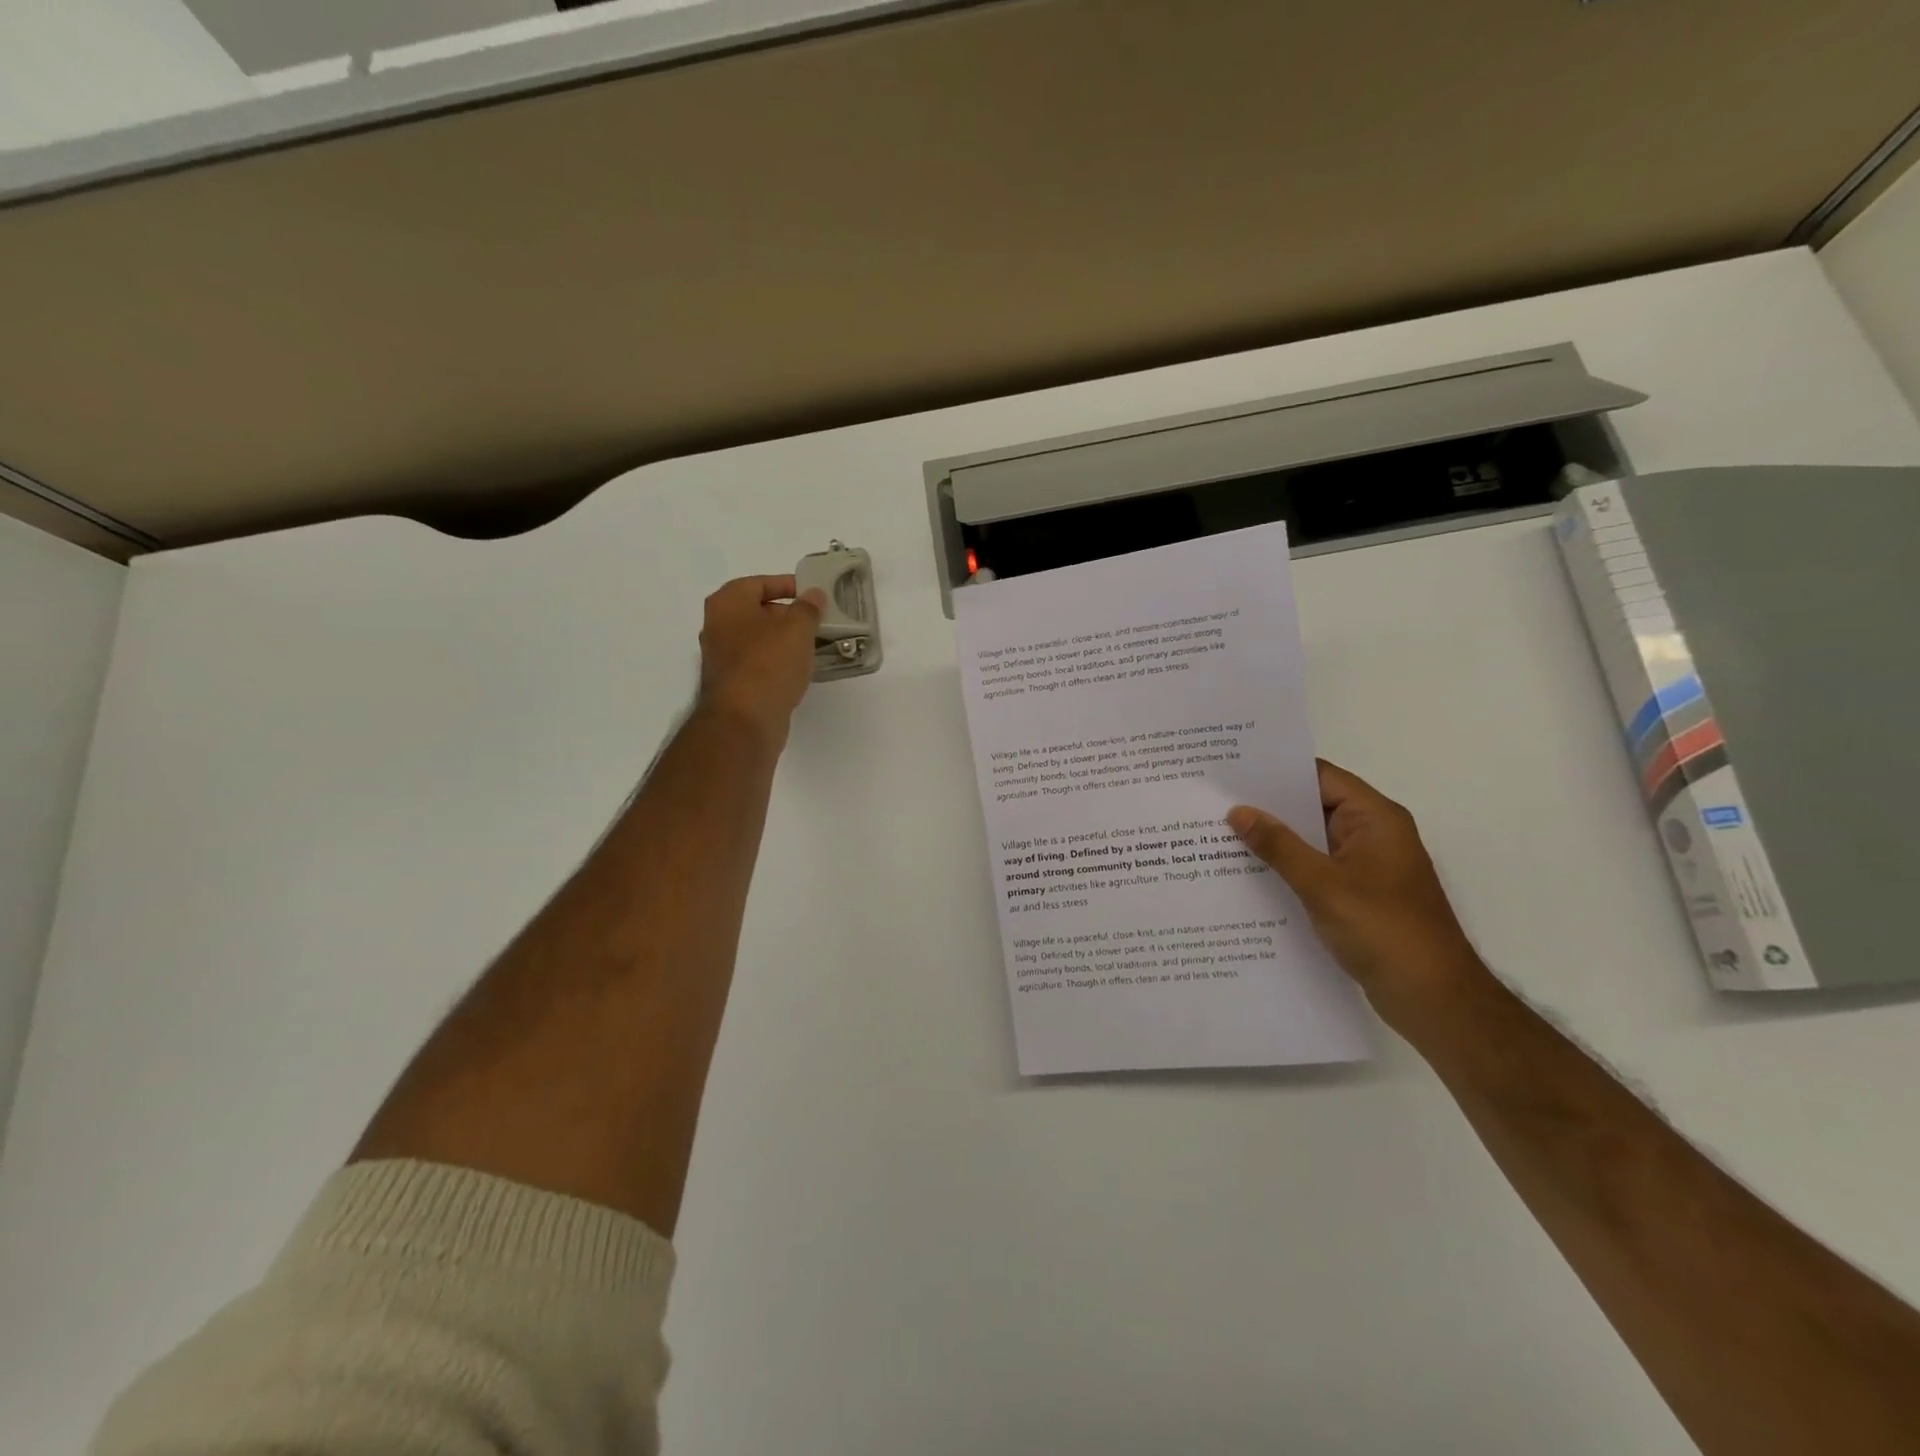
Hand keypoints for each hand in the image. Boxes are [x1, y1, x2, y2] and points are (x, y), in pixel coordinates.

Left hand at [696, 575, 824, 743]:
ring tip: (814, 645)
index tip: (814, 595)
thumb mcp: (797, 629)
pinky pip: (759, 663)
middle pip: (758, 611)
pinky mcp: (732, 683)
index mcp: (727, 603)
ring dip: (784, 641)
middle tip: (818, 622)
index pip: (759, 583)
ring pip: (759, 639)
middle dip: (788, 615)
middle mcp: (718, 626)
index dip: (788, 585)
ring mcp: (722, 657)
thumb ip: (808, 608)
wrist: (744, 720)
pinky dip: (778, 662)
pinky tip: (799, 670)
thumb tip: (813, 595)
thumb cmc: (768, 663)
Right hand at [1226, 761, 1492, 1026]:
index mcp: (1374, 818)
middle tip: (1215, 802)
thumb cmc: (1382, 930)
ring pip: (1311, 840)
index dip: (1276, 771)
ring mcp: (1366, 866)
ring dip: (1274, 840)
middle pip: (1313, 806)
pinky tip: (1248, 874)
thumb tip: (1238, 811)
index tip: (1231, 771)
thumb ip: (1278, 845)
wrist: (1433, 999)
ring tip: (1220, 834)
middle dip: (1267, 807)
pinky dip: (1286, 868)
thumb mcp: (1322, 884)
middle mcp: (1372, 834)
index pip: (1319, 777)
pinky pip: (1315, 869)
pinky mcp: (1358, 895)